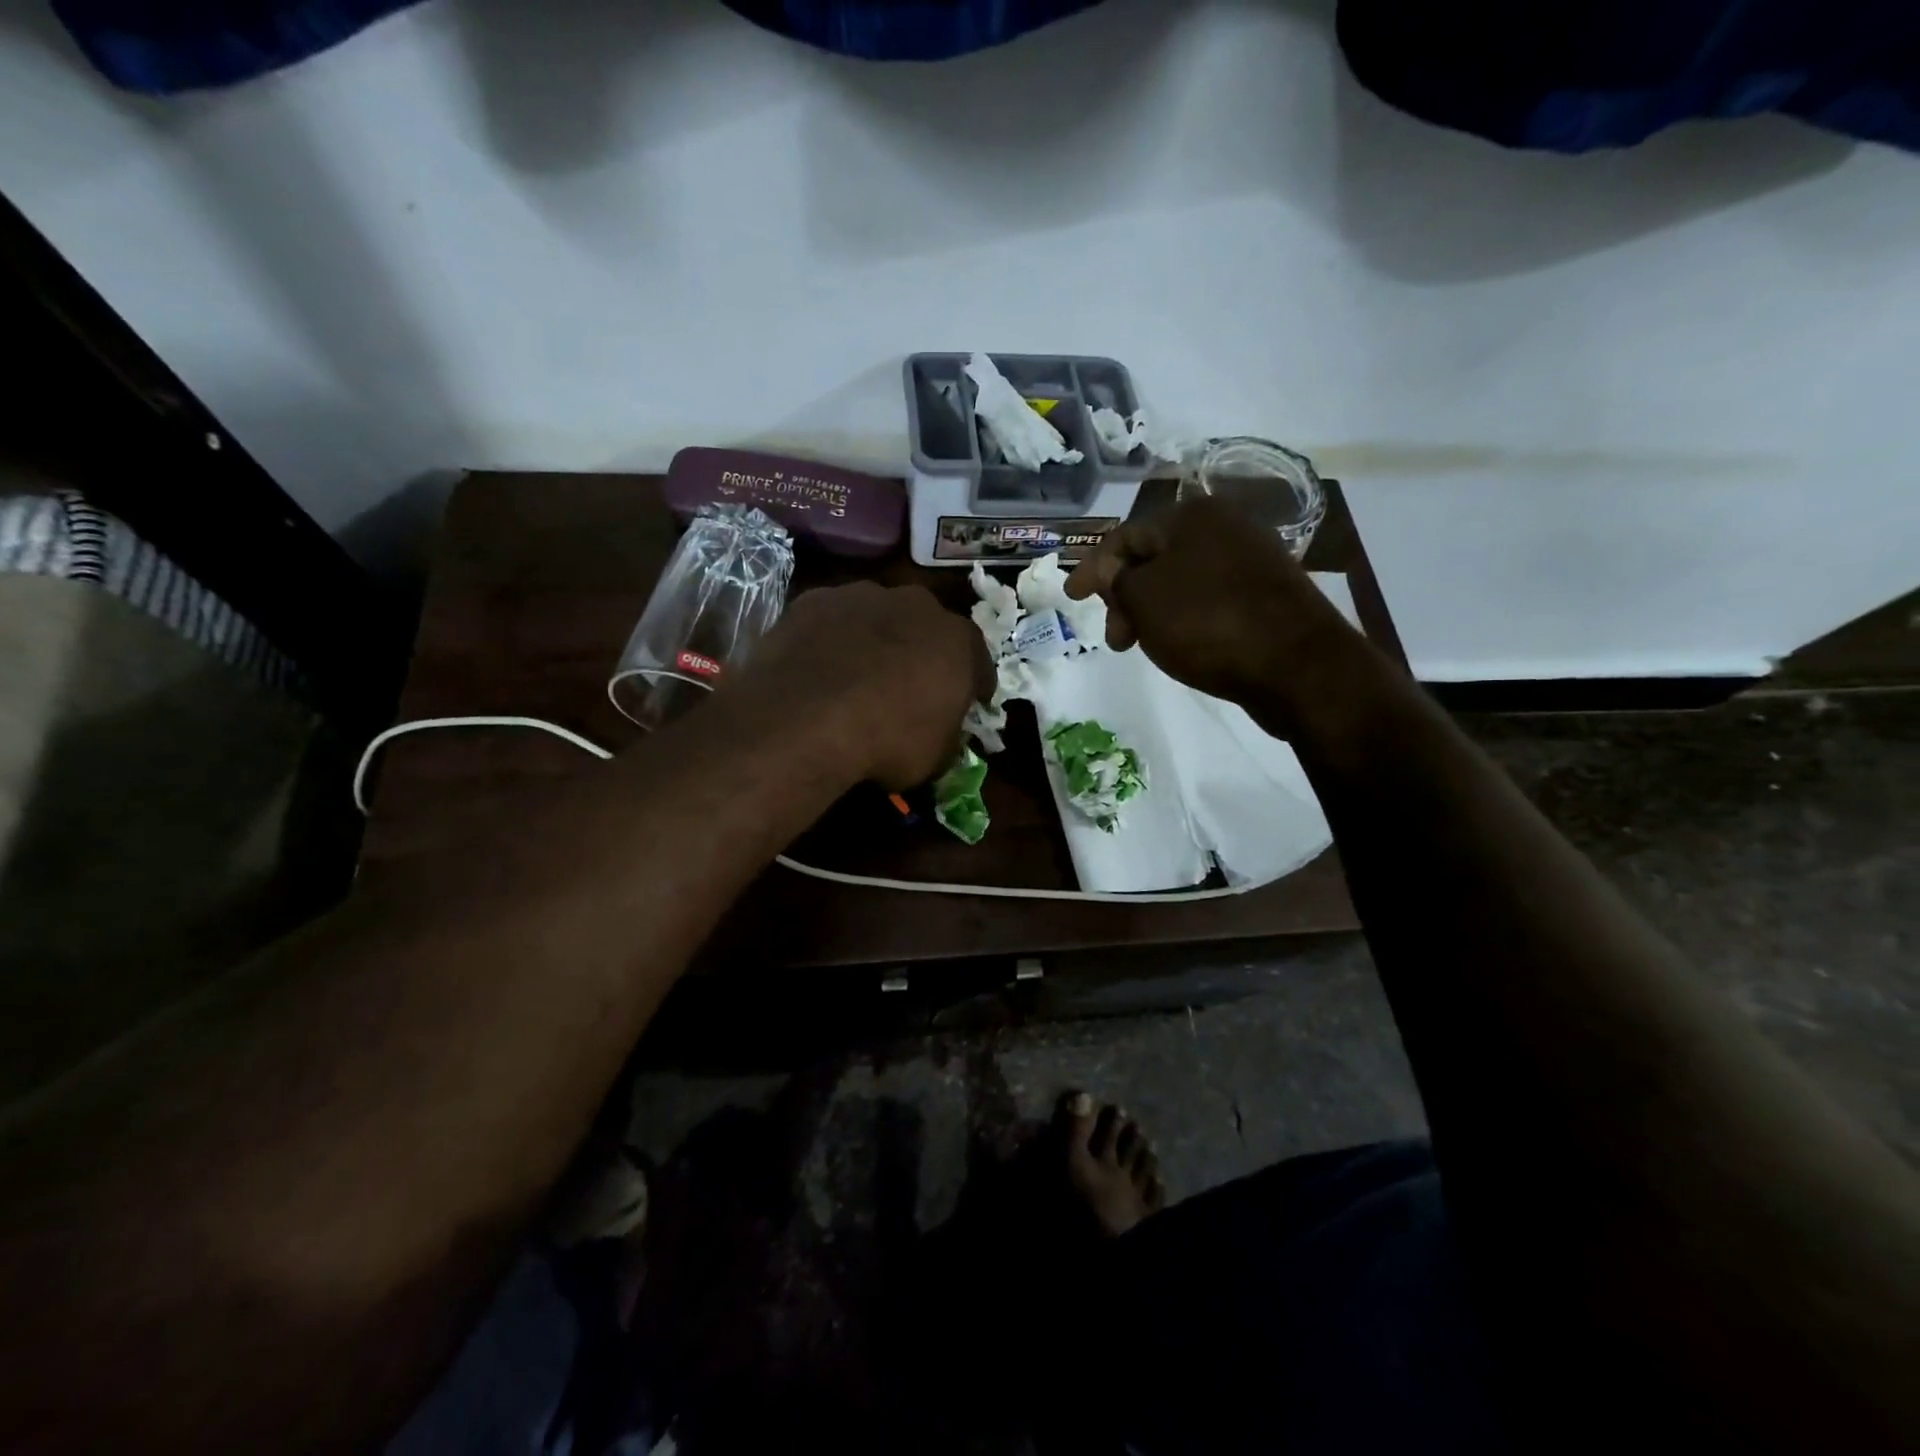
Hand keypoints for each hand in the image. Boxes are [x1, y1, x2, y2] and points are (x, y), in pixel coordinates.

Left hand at [731, 581, 993, 789]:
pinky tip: (816, 668)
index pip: (977, 662)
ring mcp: (861, 596)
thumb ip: (948, 734)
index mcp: (959, 641)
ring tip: (854, 676)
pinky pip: (830, 621)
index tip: (965, 704)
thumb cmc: (887, 742)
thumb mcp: (936, 757)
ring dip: (872, 639)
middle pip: (925, 627)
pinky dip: (829, 639)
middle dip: (920, 651)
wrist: (806, 720)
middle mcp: (916, 605)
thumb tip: (943, 731)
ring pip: (875, 616)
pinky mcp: (813, 600)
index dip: (972, 686)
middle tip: (906, 686)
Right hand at [1065, 497, 1350, 704]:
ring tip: (1145, 646)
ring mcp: (1252, 561)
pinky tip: (1180, 645)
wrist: (1298, 666)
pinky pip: (1209, 600)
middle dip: (1125, 598)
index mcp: (1193, 516)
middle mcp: (1226, 528)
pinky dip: (1184, 619)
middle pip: (1154, 559)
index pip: (1126, 536)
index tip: (1072, 599)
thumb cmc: (1208, 623)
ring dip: (1152, 612)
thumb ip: (1116, 581)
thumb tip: (1112, 571)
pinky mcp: (1268, 595)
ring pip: (1181, 583)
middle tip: (1117, 639)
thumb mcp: (1144, 599)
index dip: (1093, 568)